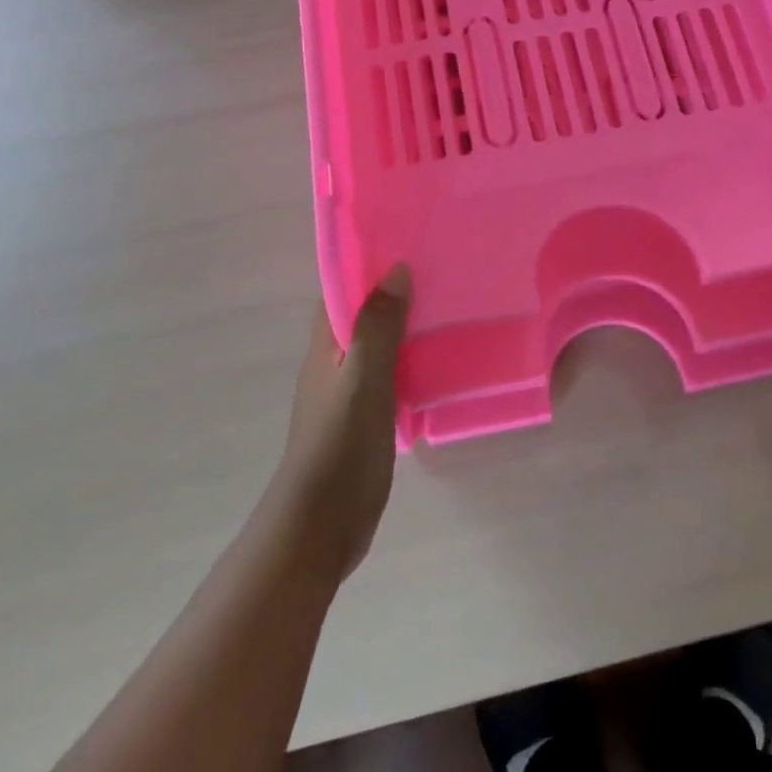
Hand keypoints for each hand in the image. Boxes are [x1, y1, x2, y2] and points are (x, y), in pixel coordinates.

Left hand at [272, 266, 411, 580]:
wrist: (321, 528)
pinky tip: (442, 361)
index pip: (341, 291)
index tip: (406, 243)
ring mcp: (350, 393)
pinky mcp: (366, 419)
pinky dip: (412, 362)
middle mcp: (334, 363)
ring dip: (406, 328)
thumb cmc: (339, 447)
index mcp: (326, 347)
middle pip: (363, 316)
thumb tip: (396, 269)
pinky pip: (391, 377)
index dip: (367, 266)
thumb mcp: (363, 381)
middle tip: (441, 271)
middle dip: (394, 294)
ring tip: (450, 307)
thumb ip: (378, 328)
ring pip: (380, 347)